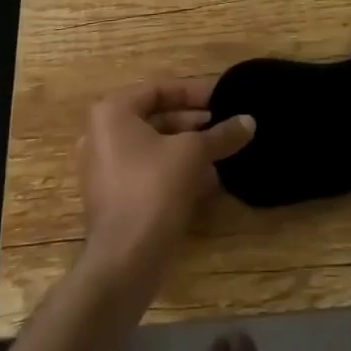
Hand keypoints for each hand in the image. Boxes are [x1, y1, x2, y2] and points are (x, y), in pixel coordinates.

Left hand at [76, 81, 253, 278]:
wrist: (124, 262)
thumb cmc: (154, 189)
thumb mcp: (194, 154)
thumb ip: (221, 134)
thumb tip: (249, 121)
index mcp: (113, 112)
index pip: (159, 89)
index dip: (195, 92)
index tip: (223, 98)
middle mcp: (100, 134)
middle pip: (155, 116)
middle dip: (193, 121)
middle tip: (225, 124)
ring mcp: (103, 168)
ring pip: (153, 146)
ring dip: (187, 147)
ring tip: (221, 150)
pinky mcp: (112, 196)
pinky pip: (146, 170)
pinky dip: (173, 169)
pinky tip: (207, 179)